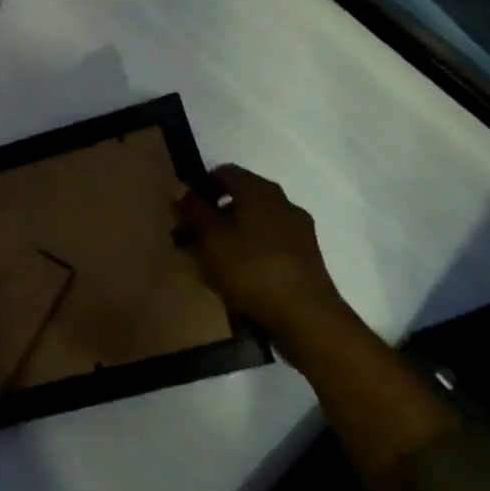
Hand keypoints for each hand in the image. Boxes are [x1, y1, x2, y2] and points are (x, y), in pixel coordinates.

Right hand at [175, 164, 346, 348]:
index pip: (224, 172)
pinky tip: (235, 277)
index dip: (200, 187)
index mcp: (260, 190)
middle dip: (212, 216)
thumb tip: (184, 191)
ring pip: (253, 224)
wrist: (306, 318)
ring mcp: (298, 231)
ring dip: (229, 236)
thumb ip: (194, 210)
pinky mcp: (305, 258)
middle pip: (239, 199)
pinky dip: (248, 253)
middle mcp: (282, 203)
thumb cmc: (251, 269)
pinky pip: (268, 245)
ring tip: (208, 262)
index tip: (182, 210)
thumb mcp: (210, 238)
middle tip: (189, 238)